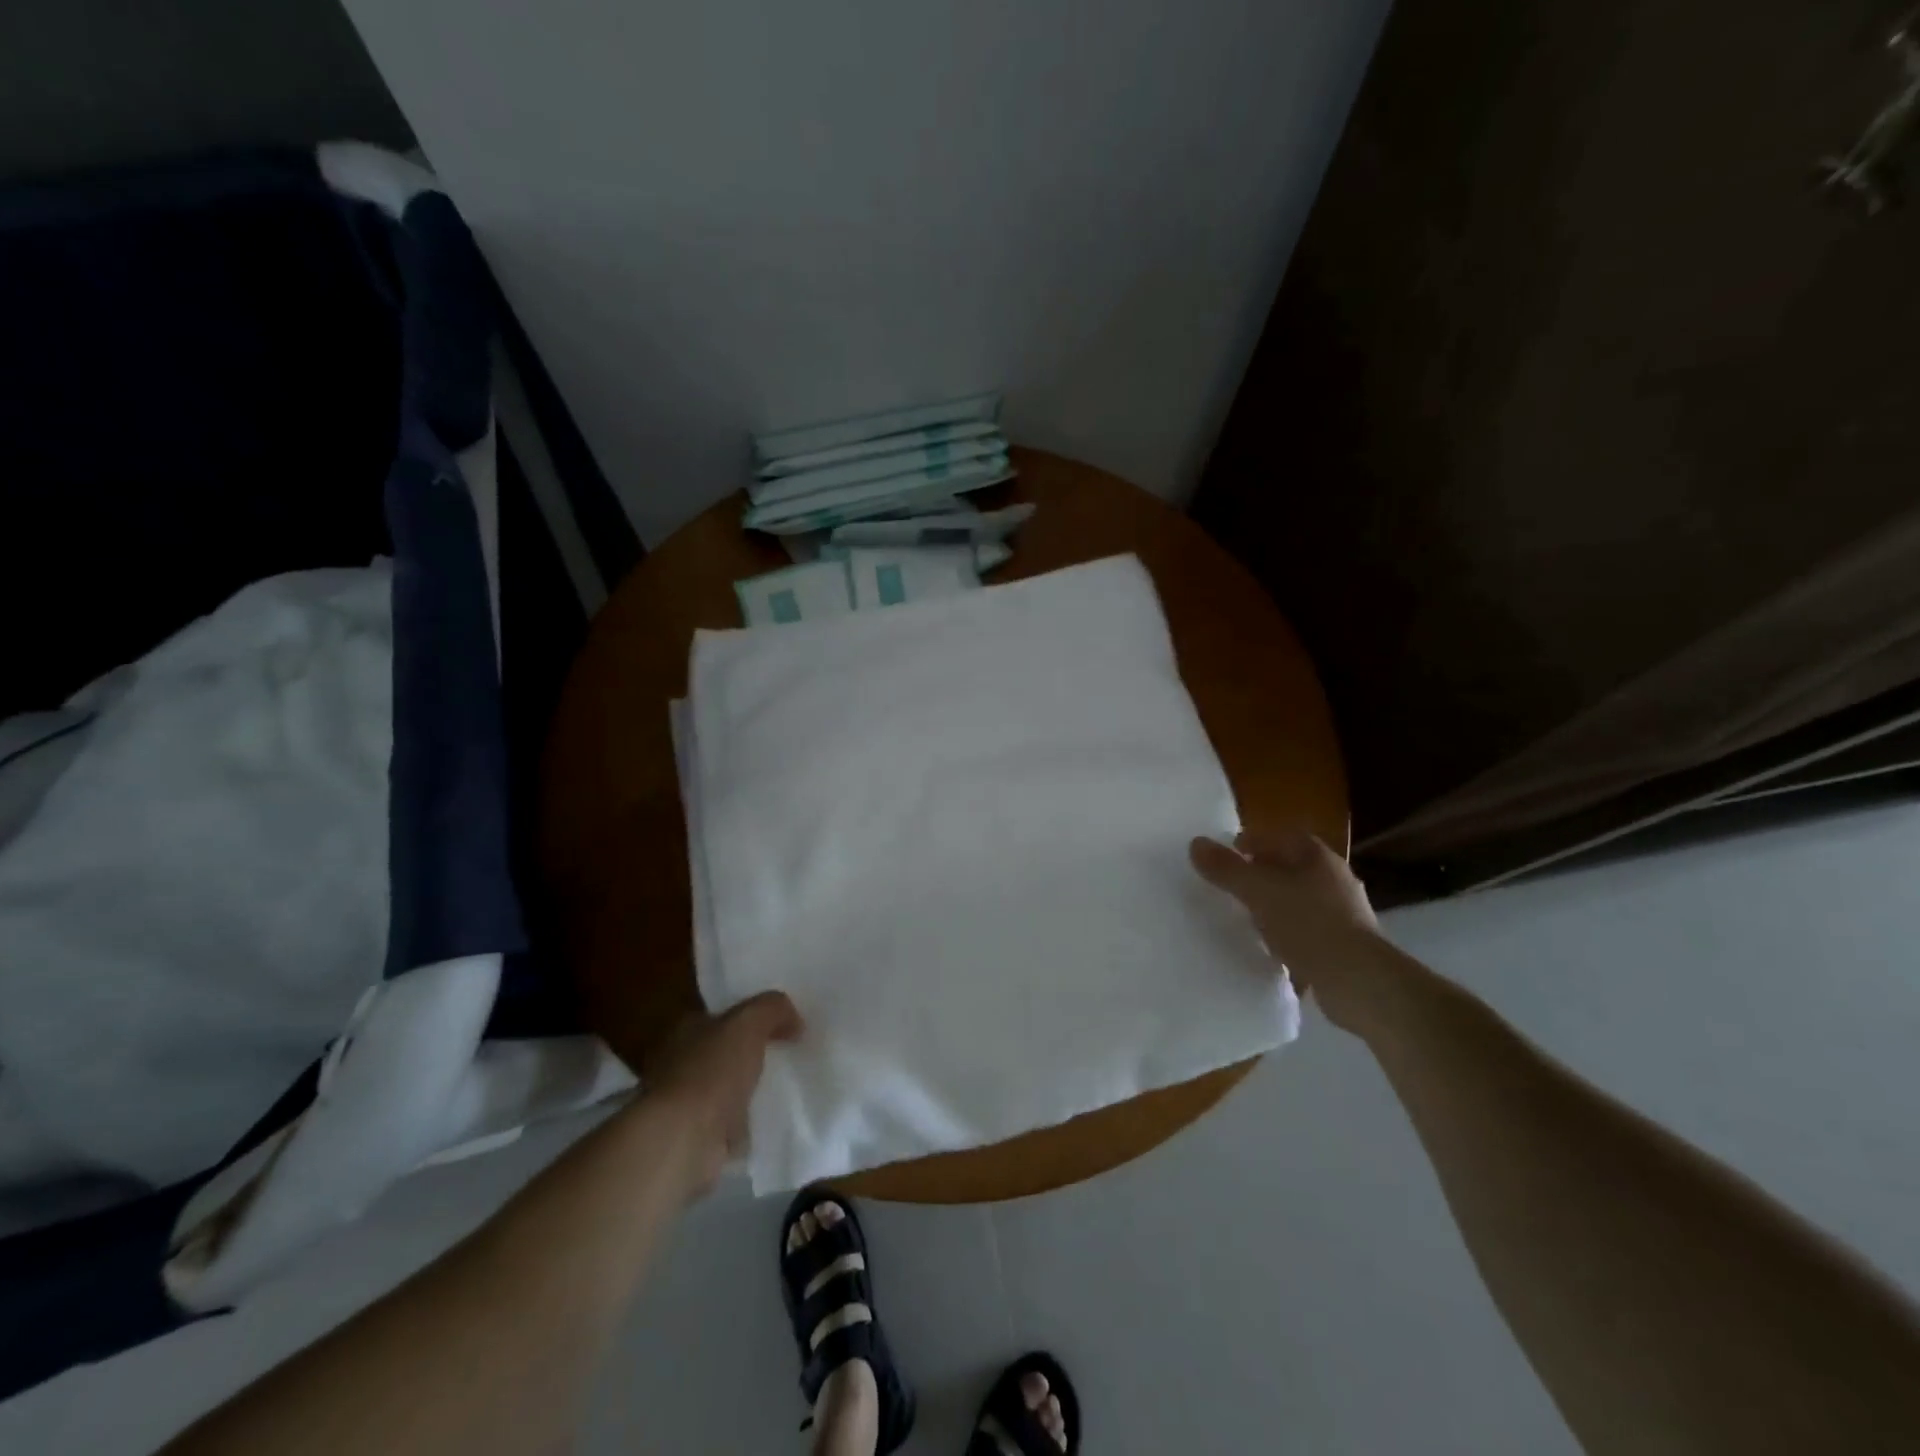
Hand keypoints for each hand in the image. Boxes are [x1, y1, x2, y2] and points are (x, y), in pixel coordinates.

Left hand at [650, 991, 802, 1196]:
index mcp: (684, 1030)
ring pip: (722, 1089)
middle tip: (784, 1057)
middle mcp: (675, 1065)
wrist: (684, 1140)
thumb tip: (794, 1019)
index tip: (778, 1025)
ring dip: (744, 1092)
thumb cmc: (711, 1071)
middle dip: (746, 1056)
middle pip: (720, 1053)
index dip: (747, 1018)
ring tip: (780, 1090)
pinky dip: (743, 1124)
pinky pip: (726, 1124)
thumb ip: (772, 1009)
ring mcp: (682, 1105)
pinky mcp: (692, 1139)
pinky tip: (766, 1122)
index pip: (718, 1016)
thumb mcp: (749, 1022)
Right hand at [1189, 828, 1383, 1032]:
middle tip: (1228, 888)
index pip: (1276, 836)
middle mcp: (1333, 877)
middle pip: (1287, 867)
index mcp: (1316, 855)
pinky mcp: (1344, 944)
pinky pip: (1306, 930)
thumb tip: (1195, 843)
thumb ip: (1226, 868)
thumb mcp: (1258, 891)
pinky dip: (1286, 933)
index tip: (1223, 859)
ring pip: (1297, 899)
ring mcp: (1343, 912)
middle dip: (1258, 875)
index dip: (1248, 843)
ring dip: (1272, 906)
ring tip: (1244, 918)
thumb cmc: (1308, 924)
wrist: (1359, 981)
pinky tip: (1269, 948)